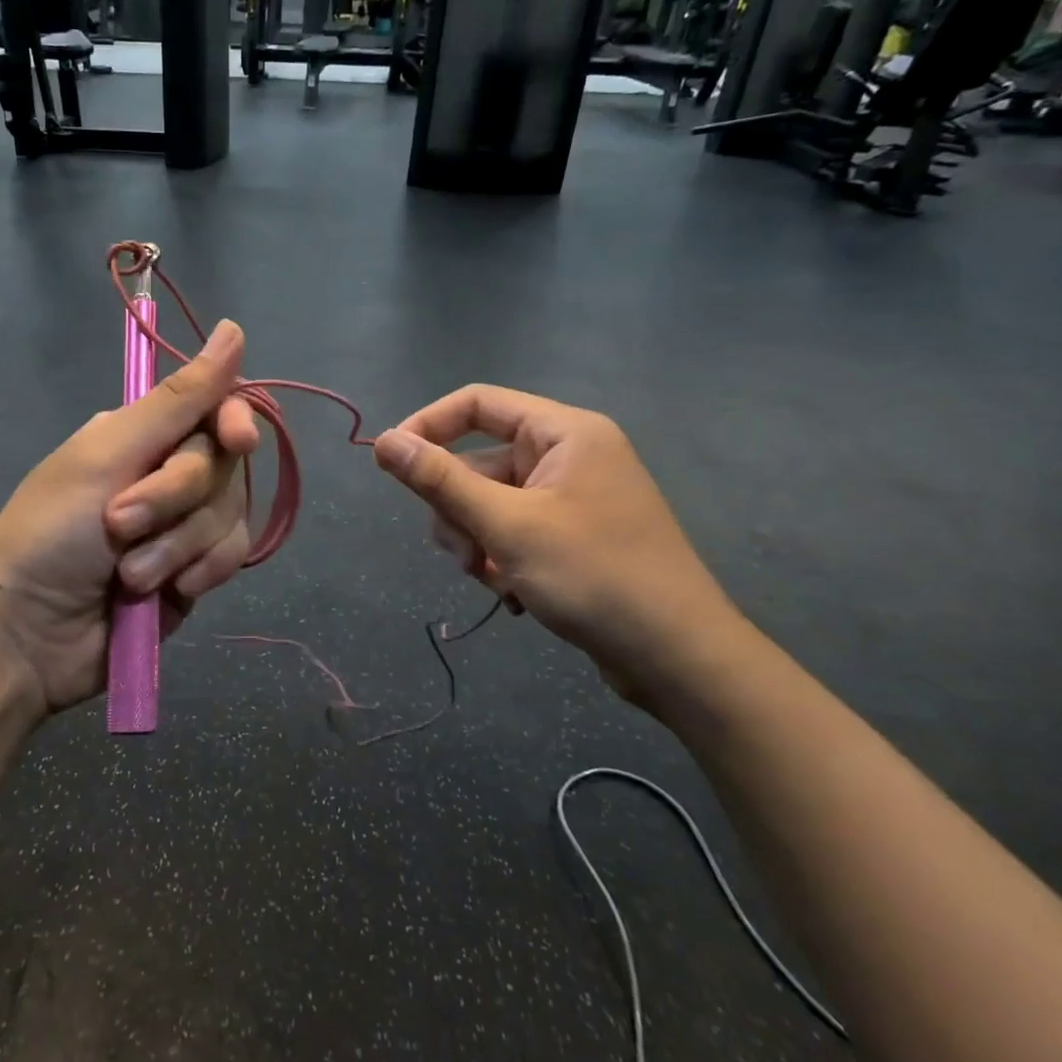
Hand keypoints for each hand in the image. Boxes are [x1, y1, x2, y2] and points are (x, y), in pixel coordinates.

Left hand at [0, 320, 259, 717]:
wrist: (27, 638)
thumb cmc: (50, 533)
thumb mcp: (107, 455)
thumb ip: (177, 400)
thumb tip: (233, 329)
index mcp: (141, 435)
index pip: (214, 410)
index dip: (234, 422)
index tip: (236, 440)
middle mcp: (166, 472)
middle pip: (222, 466)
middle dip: (176, 499)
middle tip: (120, 524)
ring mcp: (182, 525)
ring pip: (229, 514)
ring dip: (179, 545)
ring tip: (129, 574)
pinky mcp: (194, 570)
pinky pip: (230, 556)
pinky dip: (201, 571)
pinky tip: (170, 592)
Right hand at [372, 385, 746, 710]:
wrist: (678, 658)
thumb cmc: (594, 576)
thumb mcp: (506, 526)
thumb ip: (439, 481)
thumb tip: (383, 441)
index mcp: (564, 432)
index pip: (476, 404)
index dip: (427, 426)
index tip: (391, 464)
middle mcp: (568, 455)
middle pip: (478, 462)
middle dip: (459, 510)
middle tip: (464, 555)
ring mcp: (572, 497)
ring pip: (490, 503)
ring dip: (477, 542)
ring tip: (494, 580)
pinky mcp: (572, 535)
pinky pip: (513, 531)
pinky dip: (501, 559)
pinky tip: (515, 595)